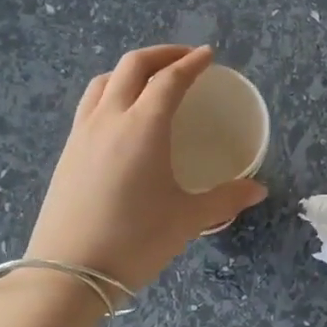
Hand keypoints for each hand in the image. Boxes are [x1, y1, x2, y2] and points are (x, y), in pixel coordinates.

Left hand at [24, 46, 266, 293]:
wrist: (68, 271)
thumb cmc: (135, 240)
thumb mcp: (187, 220)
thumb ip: (225, 199)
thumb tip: (258, 189)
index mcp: (143, 125)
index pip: (170, 79)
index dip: (192, 63)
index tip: (208, 56)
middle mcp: (110, 117)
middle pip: (133, 66)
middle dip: (161, 54)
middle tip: (185, 59)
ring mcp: (82, 132)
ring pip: (104, 80)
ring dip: (130, 70)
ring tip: (150, 80)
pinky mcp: (67, 151)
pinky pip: (90, 104)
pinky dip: (110, 92)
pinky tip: (120, 116)